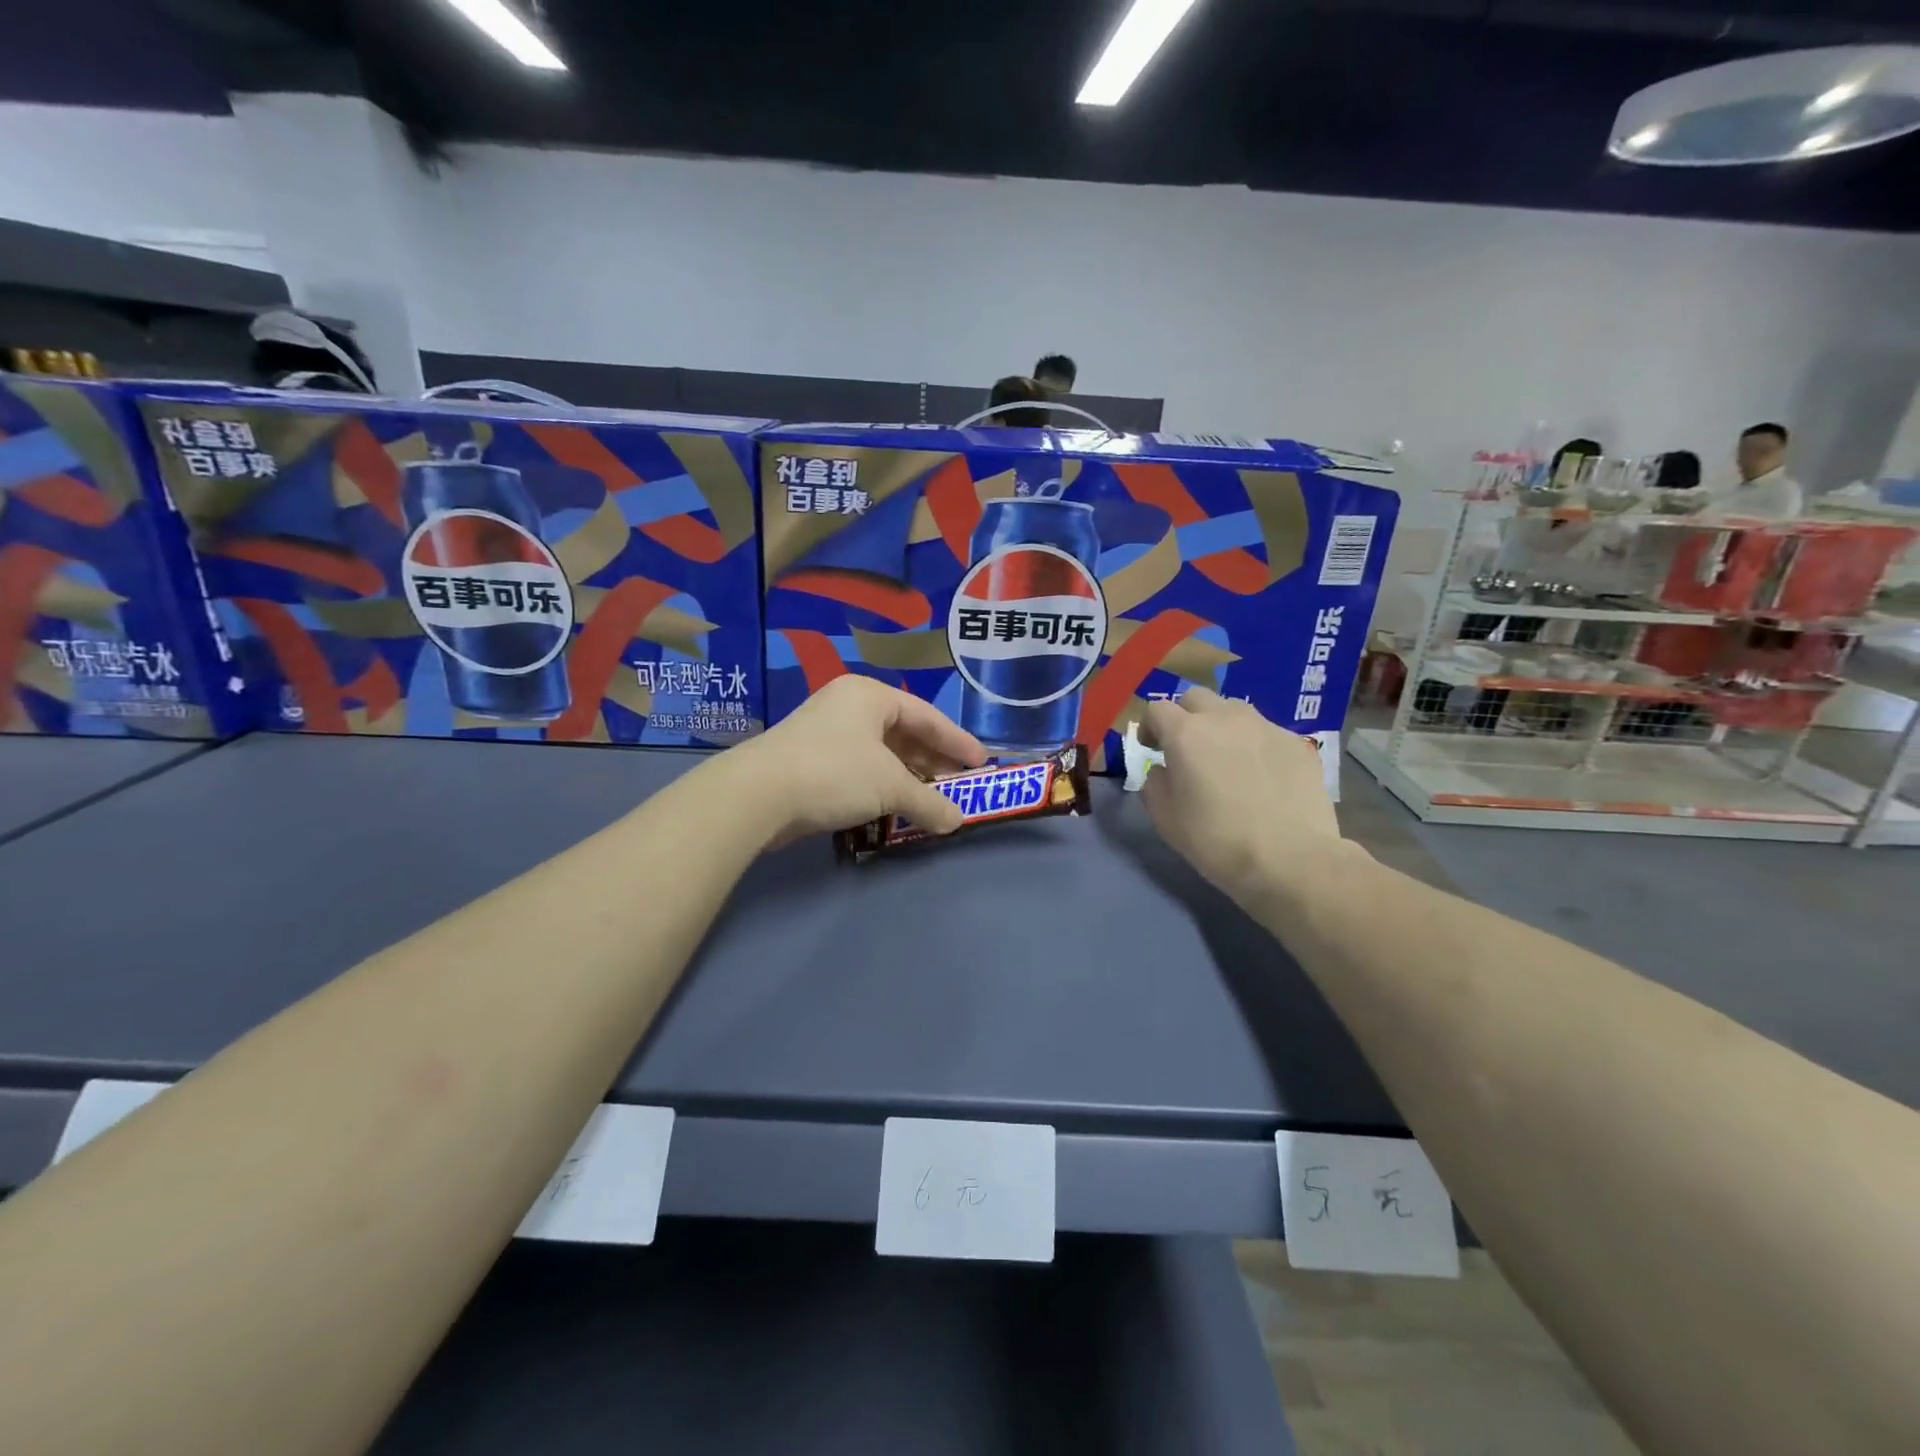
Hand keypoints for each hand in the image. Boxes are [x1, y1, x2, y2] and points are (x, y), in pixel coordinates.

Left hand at [730, 677, 986, 847]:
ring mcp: (827, 732)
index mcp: (870, 696)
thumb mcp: (891, 786)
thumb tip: (957, 822)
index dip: (957, 741)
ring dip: (909, 777)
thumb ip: (929, 802)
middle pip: (904, 733)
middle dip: (933, 761)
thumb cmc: (835, 773)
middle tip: (960, 784)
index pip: (926, 715)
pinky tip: (897, 806)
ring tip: (933, 799)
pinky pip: (861, 768)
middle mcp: (849, 706)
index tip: (981, 763)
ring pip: (881, 753)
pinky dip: (883, 785)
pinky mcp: (811, 760)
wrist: (758, 795)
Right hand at [1140, 688, 1344, 905]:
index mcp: (1186, 734)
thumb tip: (1163, 770)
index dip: (1150, 727)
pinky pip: (1266, 732)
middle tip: (1188, 749)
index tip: (1152, 749)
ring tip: (1228, 759)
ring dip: (1222, 726)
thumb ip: (1155, 784)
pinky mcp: (1297, 743)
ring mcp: (1265, 727)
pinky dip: (1255, 745)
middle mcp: (1224, 718)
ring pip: (1234, 710)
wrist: (1291, 859)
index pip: (1157, 709)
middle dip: (1185, 716)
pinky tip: (1262, 777)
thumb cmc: (1216, 841)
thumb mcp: (1165, 819)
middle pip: (1196, 698)